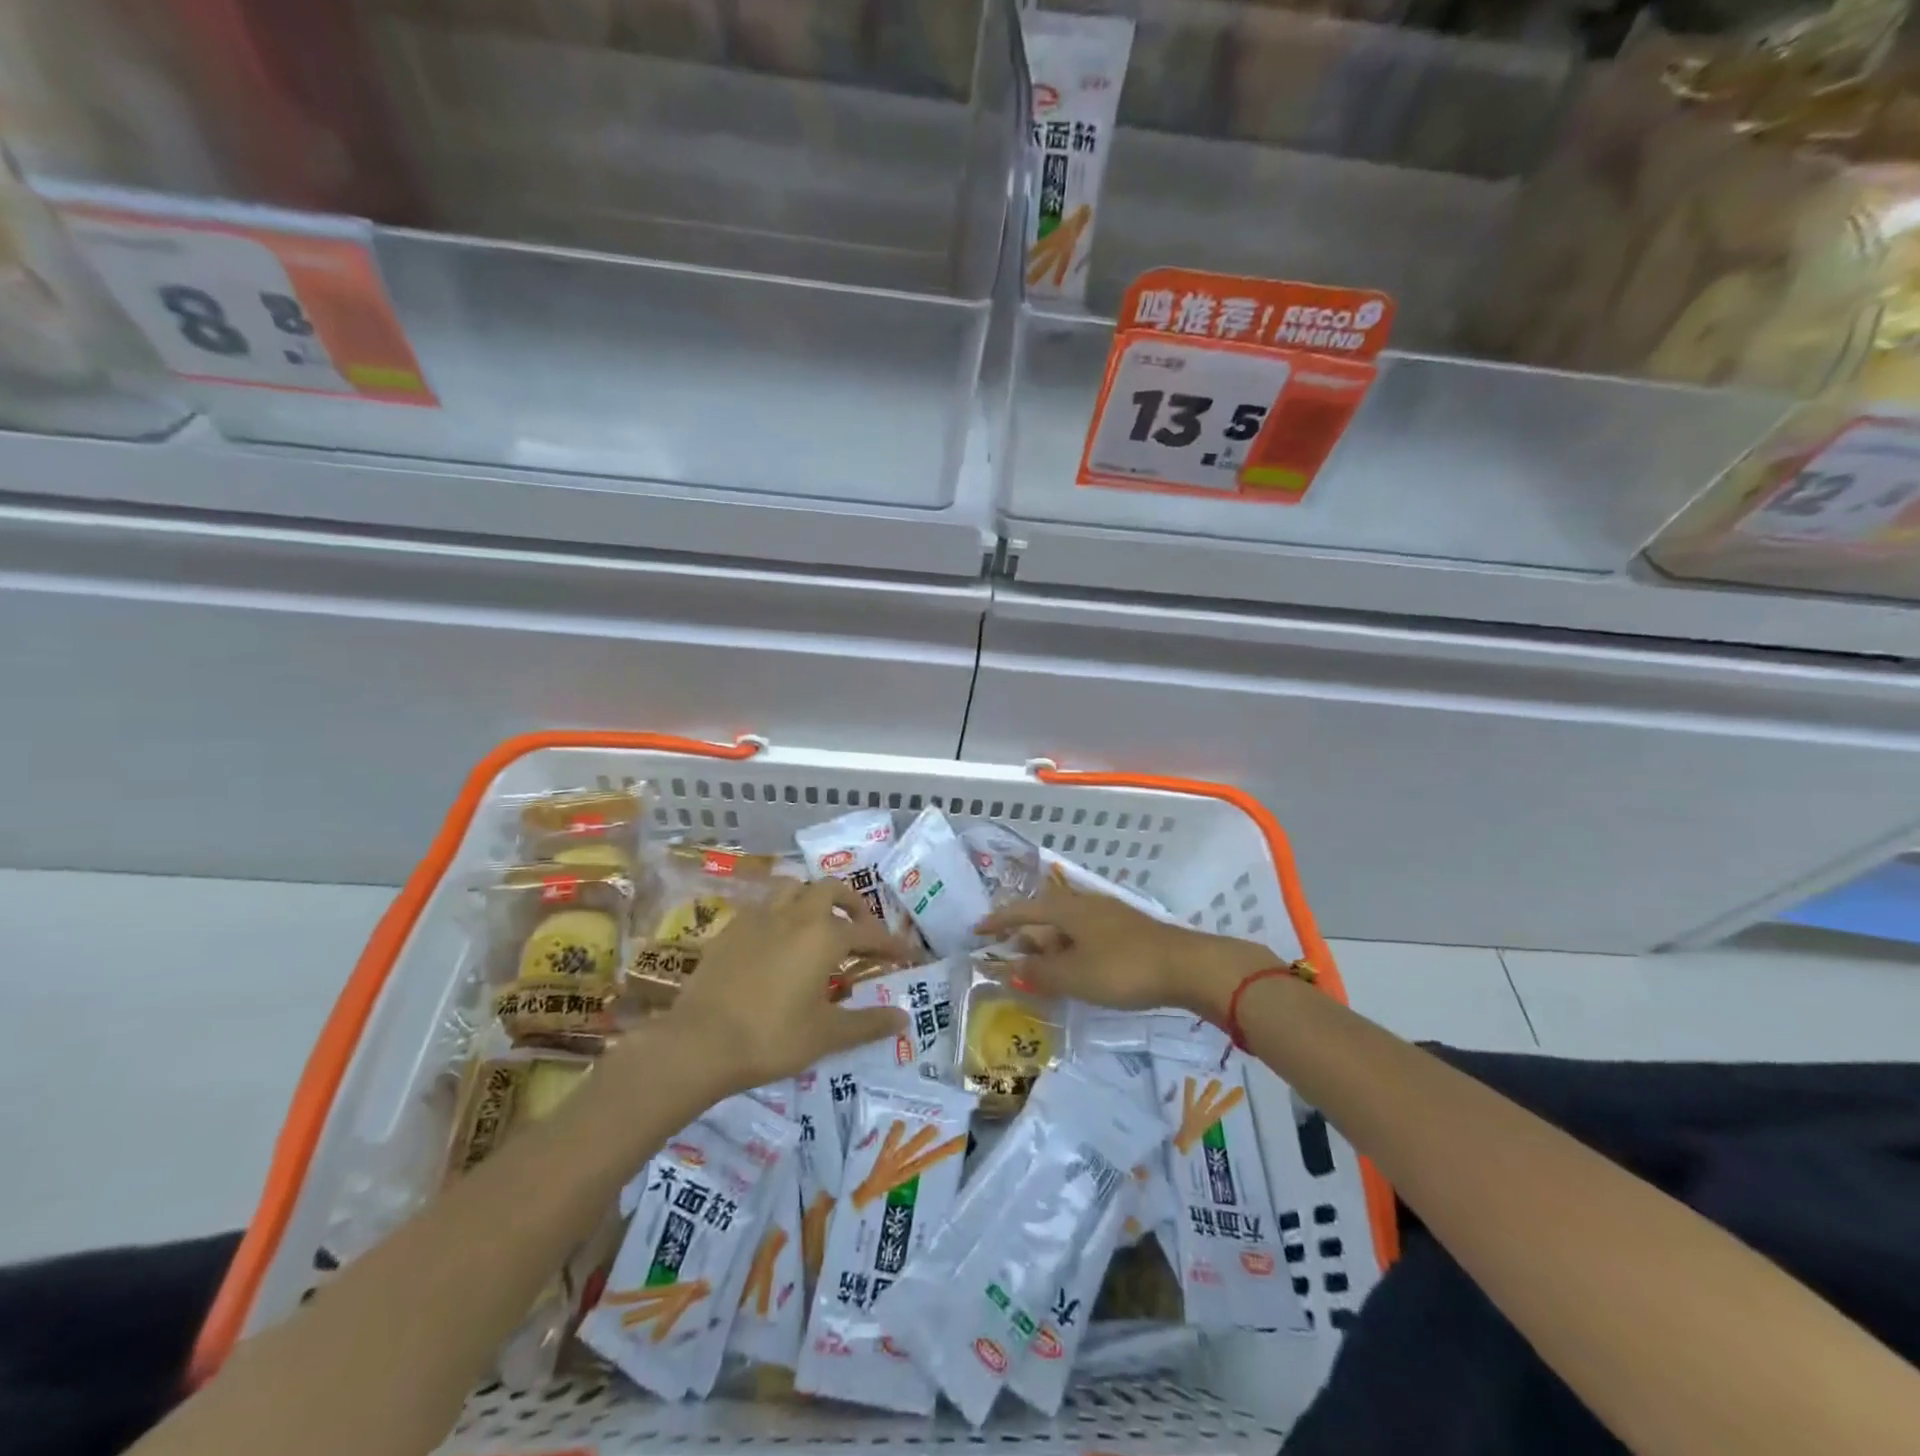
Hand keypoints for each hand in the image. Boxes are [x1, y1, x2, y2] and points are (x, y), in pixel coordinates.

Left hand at [664, 878, 915, 1092]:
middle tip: (861, 929)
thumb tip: (904, 1018)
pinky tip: (778, 940)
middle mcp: (796, 915)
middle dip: (853, 904)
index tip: (907, 955)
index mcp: (824, 936)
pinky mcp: (732, 929)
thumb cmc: (771, 1038)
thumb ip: (868, 1023)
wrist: (698, 1043)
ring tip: (819, 923)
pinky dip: (782, 913)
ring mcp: (760, 917)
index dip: (891, 945)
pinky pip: (765, 906)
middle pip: (831, 890)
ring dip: (814, 898)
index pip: (869, 933)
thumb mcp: (826, 1035)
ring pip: (794, 888)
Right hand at [976, 881, 1272, 1018]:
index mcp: (1068, 909)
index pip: (1023, 910)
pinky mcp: (1128, 933)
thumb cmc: (1124, 968)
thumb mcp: (1075, 976)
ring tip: (1040, 970)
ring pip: (1068, 928)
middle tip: (1009, 958)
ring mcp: (1110, 917)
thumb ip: (1040, 973)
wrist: (1188, 967)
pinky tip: (1076, 972)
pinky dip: (1071, 952)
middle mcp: (1086, 905)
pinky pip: (1086, 938)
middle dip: (1026, 936)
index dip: (999, 920)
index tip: (977, 930)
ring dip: (1049, 947)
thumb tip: (1011, 966)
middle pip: (1046, 916)